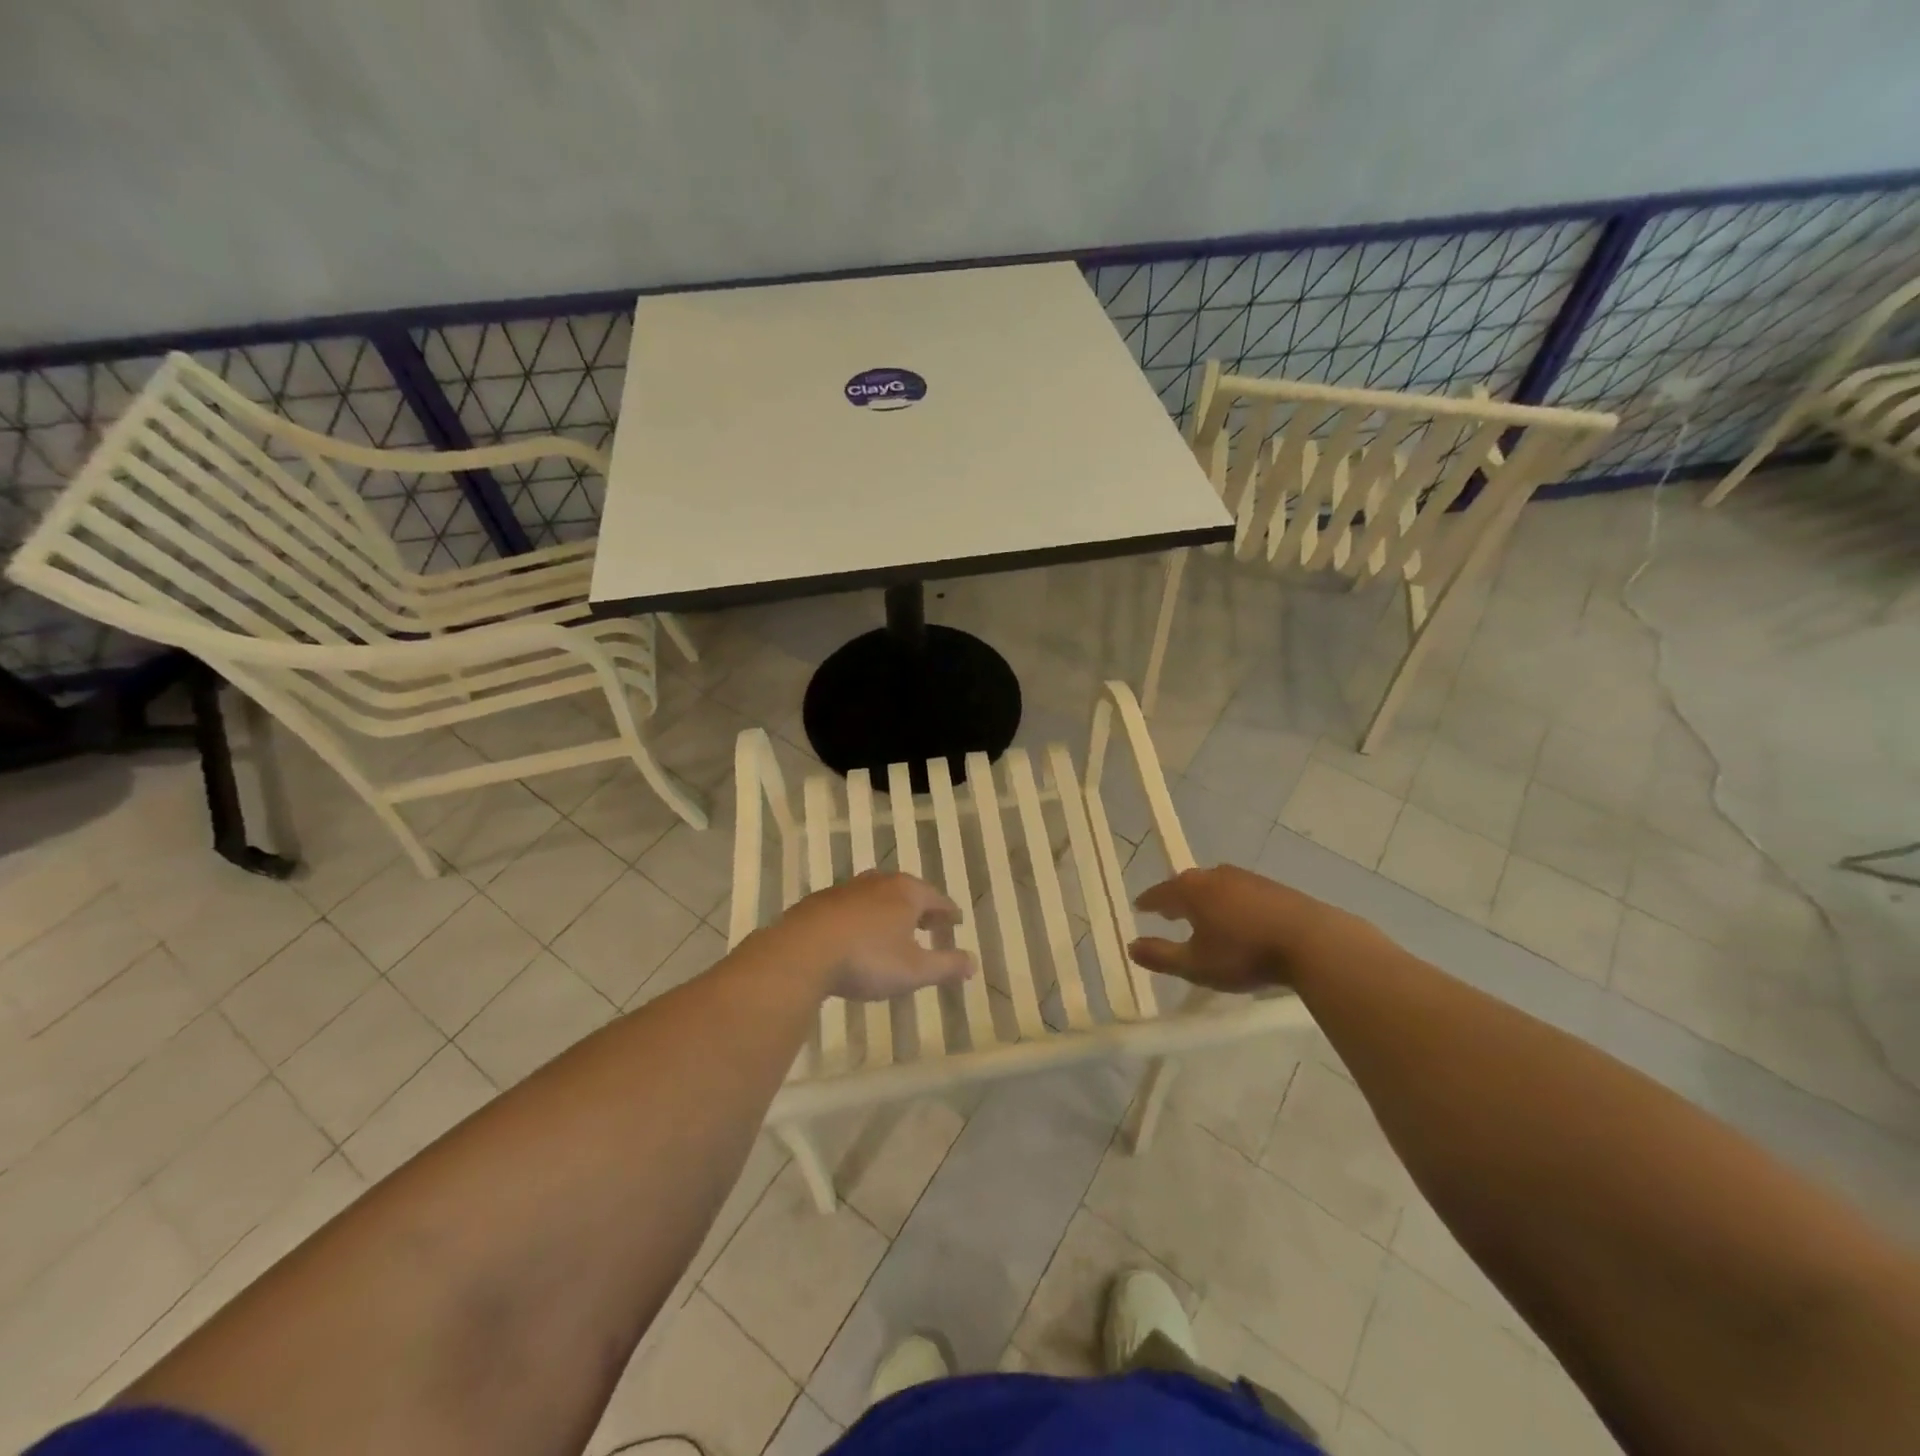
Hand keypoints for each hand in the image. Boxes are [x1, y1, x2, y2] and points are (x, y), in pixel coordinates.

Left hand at [774, 871, 974, 1000]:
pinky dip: (862, 916)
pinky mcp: (819, 902)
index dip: (948, 911)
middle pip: (907, 891)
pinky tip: (856, 933)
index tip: (956, 920)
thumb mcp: (914, 970)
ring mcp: (846, 890)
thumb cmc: (867, 959)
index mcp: (906, 893)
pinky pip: (850, 906)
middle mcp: (878, 883)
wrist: (802, 952)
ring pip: (876, 895)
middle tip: (930, 922)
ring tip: (894, 927)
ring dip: (889, 909)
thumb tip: (973, 962)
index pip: (936, 898)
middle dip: (920, 907)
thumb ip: (946, 966)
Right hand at [1129, 865, 1368, 992]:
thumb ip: (1161, 956)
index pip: (1160, 893)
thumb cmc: (1245, 954)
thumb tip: (1131, 947)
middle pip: (1187, 883)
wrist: (1312, 942)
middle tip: (1168, 911)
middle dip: (1175, 897)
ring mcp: (1246, 878)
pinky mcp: (1272, 887)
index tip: (1139, 906)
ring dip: (1204, 898)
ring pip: (1215, 885)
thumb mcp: (1196, 965)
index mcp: (1191, 891)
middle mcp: (1215, 876)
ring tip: (1201, 914)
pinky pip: (1239, 890)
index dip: (1148, 902)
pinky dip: (1229, 901)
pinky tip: (1237, 917)